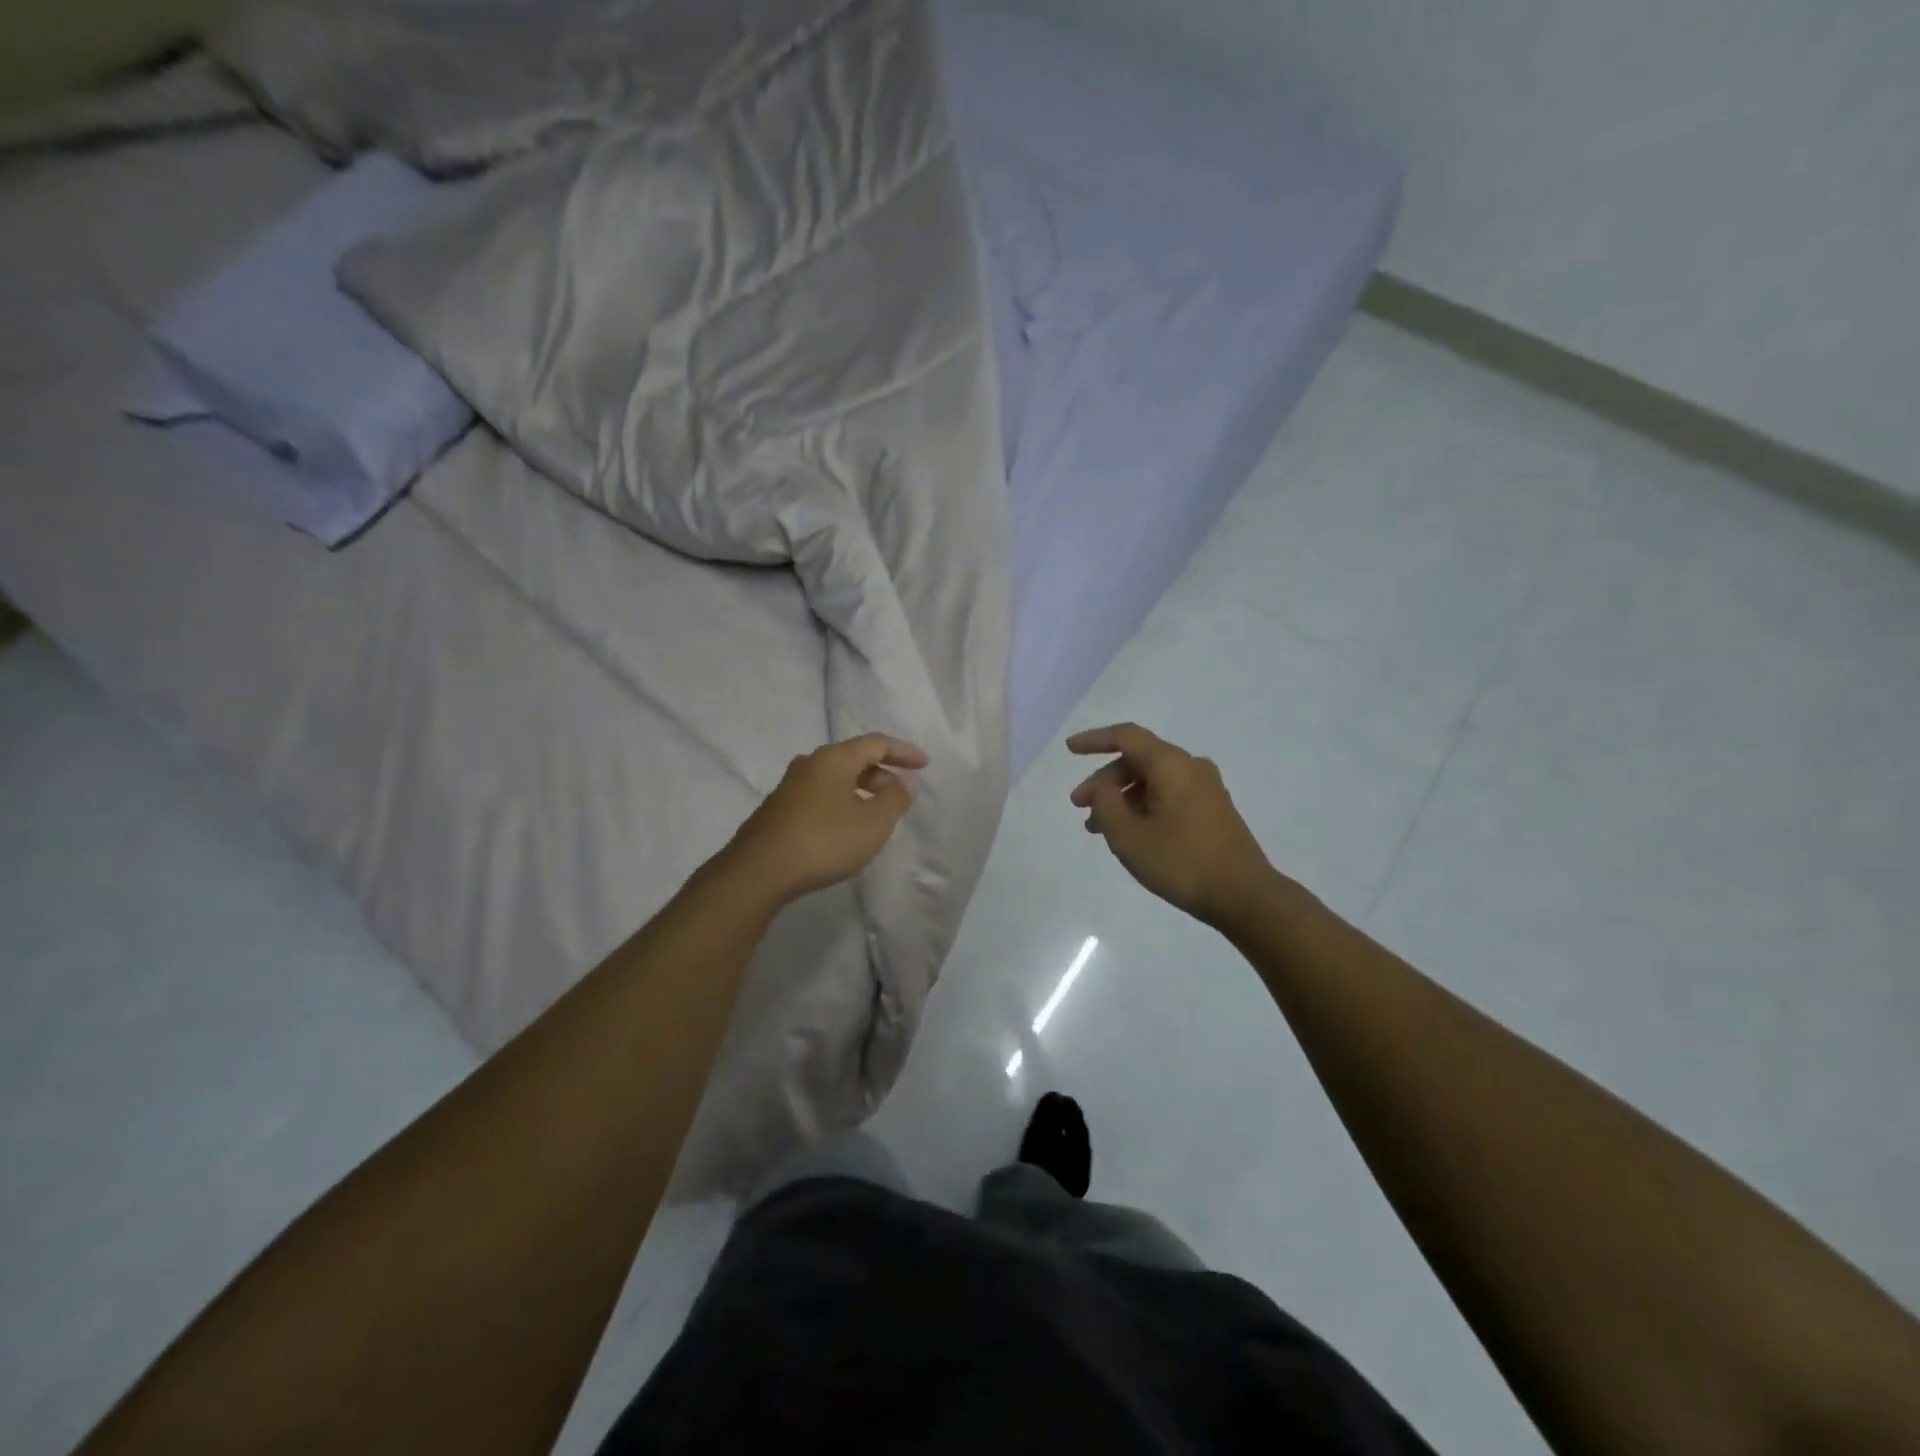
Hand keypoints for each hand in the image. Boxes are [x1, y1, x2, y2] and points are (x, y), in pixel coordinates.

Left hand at [722, 733, 928, 905]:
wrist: (758, 872)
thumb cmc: (824, 840)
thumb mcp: (873, 822)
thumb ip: (895, 799)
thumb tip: (899, 786)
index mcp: (834, 758)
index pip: (876, 743)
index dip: (904, 752)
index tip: (925, 764)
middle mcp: (809, 764)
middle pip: (854, 760)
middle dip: (882, 775)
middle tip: (901, 798)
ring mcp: (789, 787)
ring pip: (836, 780)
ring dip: (861, 791)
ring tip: (877, 814)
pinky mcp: (778, 811)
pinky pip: (821, 797)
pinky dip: (842, 804)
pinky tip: (846, 829)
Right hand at [1068, 723, 1276, 927]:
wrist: (1244, 895)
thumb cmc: (1182, 861)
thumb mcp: (1129, 836)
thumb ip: (1106, 805)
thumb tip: (1102, 787)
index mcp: (1171, 765)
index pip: (1126, 737)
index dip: (1094, 740)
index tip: (1070, 749)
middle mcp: (1190, 767)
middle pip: (1138, 760)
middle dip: (1104, 780)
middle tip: (1078, 805)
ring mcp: (1205, 789)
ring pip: (1152, 781)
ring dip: (1122, 798)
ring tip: (1097, 827)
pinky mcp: (1212, 810)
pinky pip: (1168, 795)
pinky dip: (1143, 806)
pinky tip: (1129, 833)